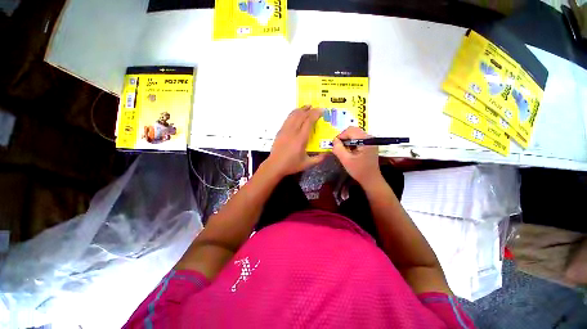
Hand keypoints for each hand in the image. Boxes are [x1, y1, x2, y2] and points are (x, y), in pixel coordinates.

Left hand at [266, 106, 325, 176]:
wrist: (275, 165)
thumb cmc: (291, 165)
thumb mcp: (307, 164)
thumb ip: (319, 158)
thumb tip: (328, 153)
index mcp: (301, 139)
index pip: (309, 121)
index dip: (315, 114)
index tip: (322, 110)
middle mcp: (293, 132)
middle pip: (301, 116)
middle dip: (310, 110)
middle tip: (316, 107)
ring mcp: (285, 130)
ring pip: (293, 115)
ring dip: (301, 109)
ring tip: (307, 106)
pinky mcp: (280, 131)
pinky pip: (287, 119)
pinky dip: (293, 113)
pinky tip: (296, 113)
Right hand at [332, 127, 381, 185]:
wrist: (371, 179)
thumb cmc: (359, 170)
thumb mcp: (345, 160)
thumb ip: (338, 149)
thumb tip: (334, 140)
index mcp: (365, 140)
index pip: (350, 130)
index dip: (341, 136)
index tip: (336, 145)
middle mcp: (369, 137)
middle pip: (353, 131)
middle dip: (344, 138)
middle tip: (339, 148)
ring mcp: (371, 141)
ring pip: (355, 134)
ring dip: (347, 141)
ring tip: (344, 151)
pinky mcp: (370, 145)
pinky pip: (358, 139)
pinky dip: (352, 143)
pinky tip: (350, 152)